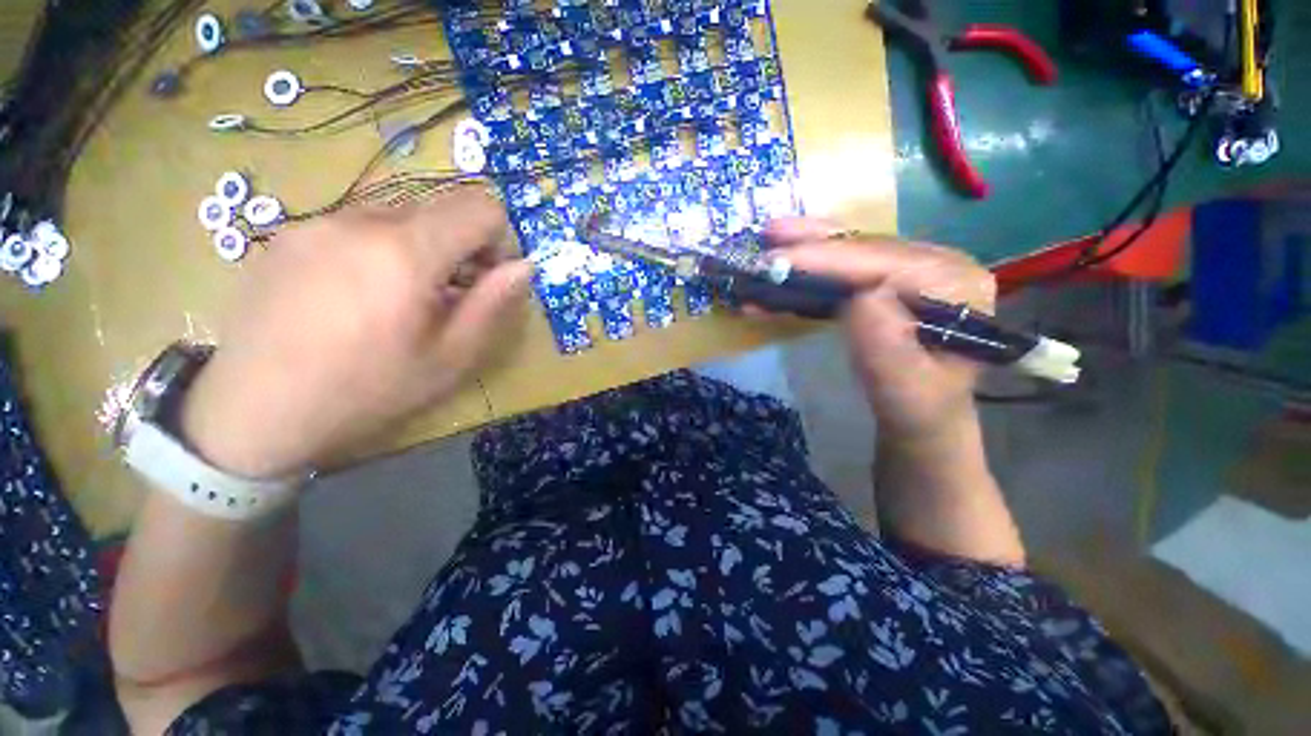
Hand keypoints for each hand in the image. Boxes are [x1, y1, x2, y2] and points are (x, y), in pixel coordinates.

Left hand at [181, 188, 531, 478]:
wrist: (254, 411)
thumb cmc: (367, 390)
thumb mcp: (451, 357)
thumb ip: (493, 304)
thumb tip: (524, 267)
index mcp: (405, 252)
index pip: (480, 207)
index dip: (499, 239)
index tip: (487, 278)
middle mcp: (359, 219)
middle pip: (441, 207)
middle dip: (462, 244)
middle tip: (449, 294)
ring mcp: (317, 221)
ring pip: (400, 215)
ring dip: (420, 247)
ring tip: (400, 298)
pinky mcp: (289, 233)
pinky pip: (357, 225)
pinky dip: (379, 249)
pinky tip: (357, 296)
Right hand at [763, 218, 996, 445]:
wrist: (919, 419)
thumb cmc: (915, 409)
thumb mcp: (904, 391)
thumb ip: (887, 347)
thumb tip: (859, 296)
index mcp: (954, 286)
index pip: (884, 263)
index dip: (828, 259)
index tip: (777, 261)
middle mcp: (937, 266)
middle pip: (867, 247)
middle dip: (813, 244)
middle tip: (768, 236)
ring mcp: (912, 271)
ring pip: (853, 250)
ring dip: (809, 245)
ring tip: (771, 234)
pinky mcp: (887, 281)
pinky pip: (845, 267)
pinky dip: (811, 267)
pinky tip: (784, 267)